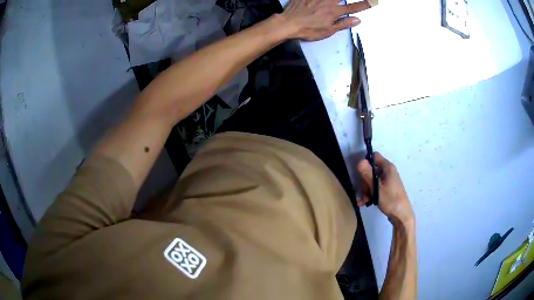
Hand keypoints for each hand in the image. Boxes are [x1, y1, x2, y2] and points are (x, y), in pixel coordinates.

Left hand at [281, 0, 374, 40]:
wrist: (288, 23)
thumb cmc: (308, 30)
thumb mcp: (328, 31)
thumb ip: (343, 24)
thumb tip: (358, 20)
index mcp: (334, 12)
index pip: (353, 8)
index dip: (363, 5)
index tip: (372, 2)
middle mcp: (328, 1)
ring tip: (338, 1)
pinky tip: (324, 0)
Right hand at [357, 152, 414, 225]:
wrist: (401, 215)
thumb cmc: (390, 200)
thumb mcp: (376, 188)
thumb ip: (367, 174)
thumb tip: (360, 161)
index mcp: (388, 168)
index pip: (375, 156)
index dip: (366, 162)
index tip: (360, 172)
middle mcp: (388, 172)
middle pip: (372, 170)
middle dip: (365, 181)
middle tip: (363, 192)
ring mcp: (388, 181)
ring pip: (372, 181)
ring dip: (366, 190)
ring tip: (363, 201)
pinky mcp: (387, 190)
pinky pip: (376, 188)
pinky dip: (370, 194)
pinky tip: (365, 203)